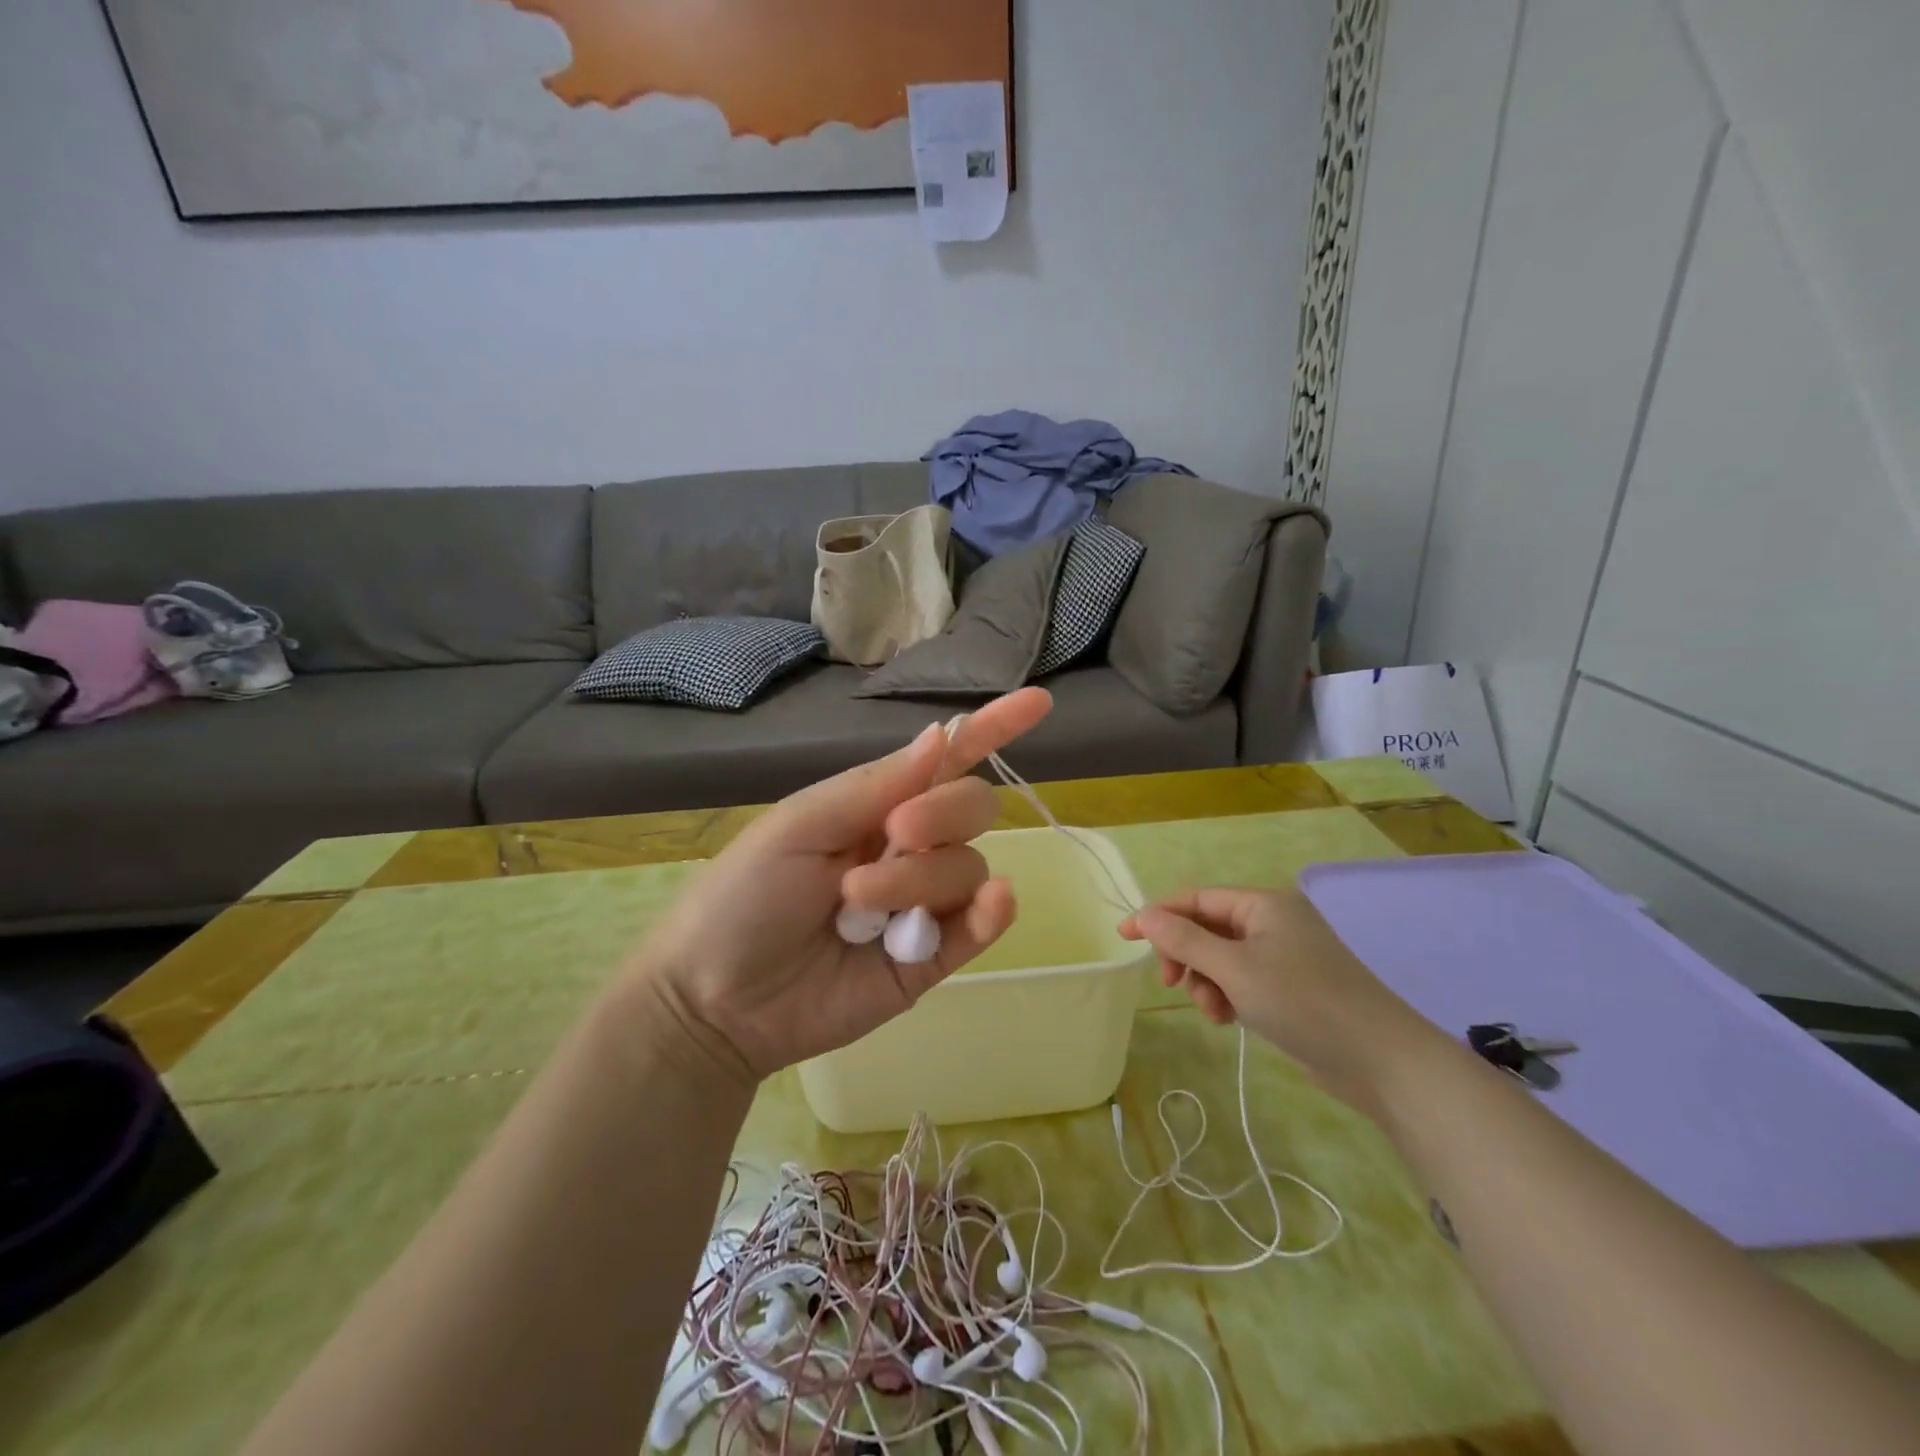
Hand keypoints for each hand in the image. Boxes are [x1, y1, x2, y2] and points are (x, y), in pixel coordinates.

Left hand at [632, 688, 1053, 1083]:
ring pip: (967, 868)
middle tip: (894, 834)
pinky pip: (980, 925)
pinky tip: (994, 902)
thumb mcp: (799, 825)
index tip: (1037, 702)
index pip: (947, 761)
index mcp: (876, 806)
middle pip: (970, 809)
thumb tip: (939, 736)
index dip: (991, 728)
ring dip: (921, 878)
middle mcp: (908, 848)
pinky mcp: (931, 958)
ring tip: (856, 904)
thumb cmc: (743, 896)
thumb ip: (875, 785)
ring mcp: (923, 904)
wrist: (715, 998)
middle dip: (942, 814)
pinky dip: (992, 911)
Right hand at [1119, 886, 1445, 1118]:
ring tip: (1213, 1011)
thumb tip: (1144, 915)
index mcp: (1263, 904)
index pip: (1197, 899)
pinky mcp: (1290, 988)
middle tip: (1171, 984)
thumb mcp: (1234, 969)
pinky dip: (1227, 995)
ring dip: (1206, 982)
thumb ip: (1185, 941)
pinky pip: (1241, 980)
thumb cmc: (1303, 1002)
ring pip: (1221, 959)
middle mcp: (1272, 922)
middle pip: (1207, 928)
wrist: (1381, 1061)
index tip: (1124, 937)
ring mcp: (1283, 956)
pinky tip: (1228, 1019)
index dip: (1158, 915)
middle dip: (1185, 956)